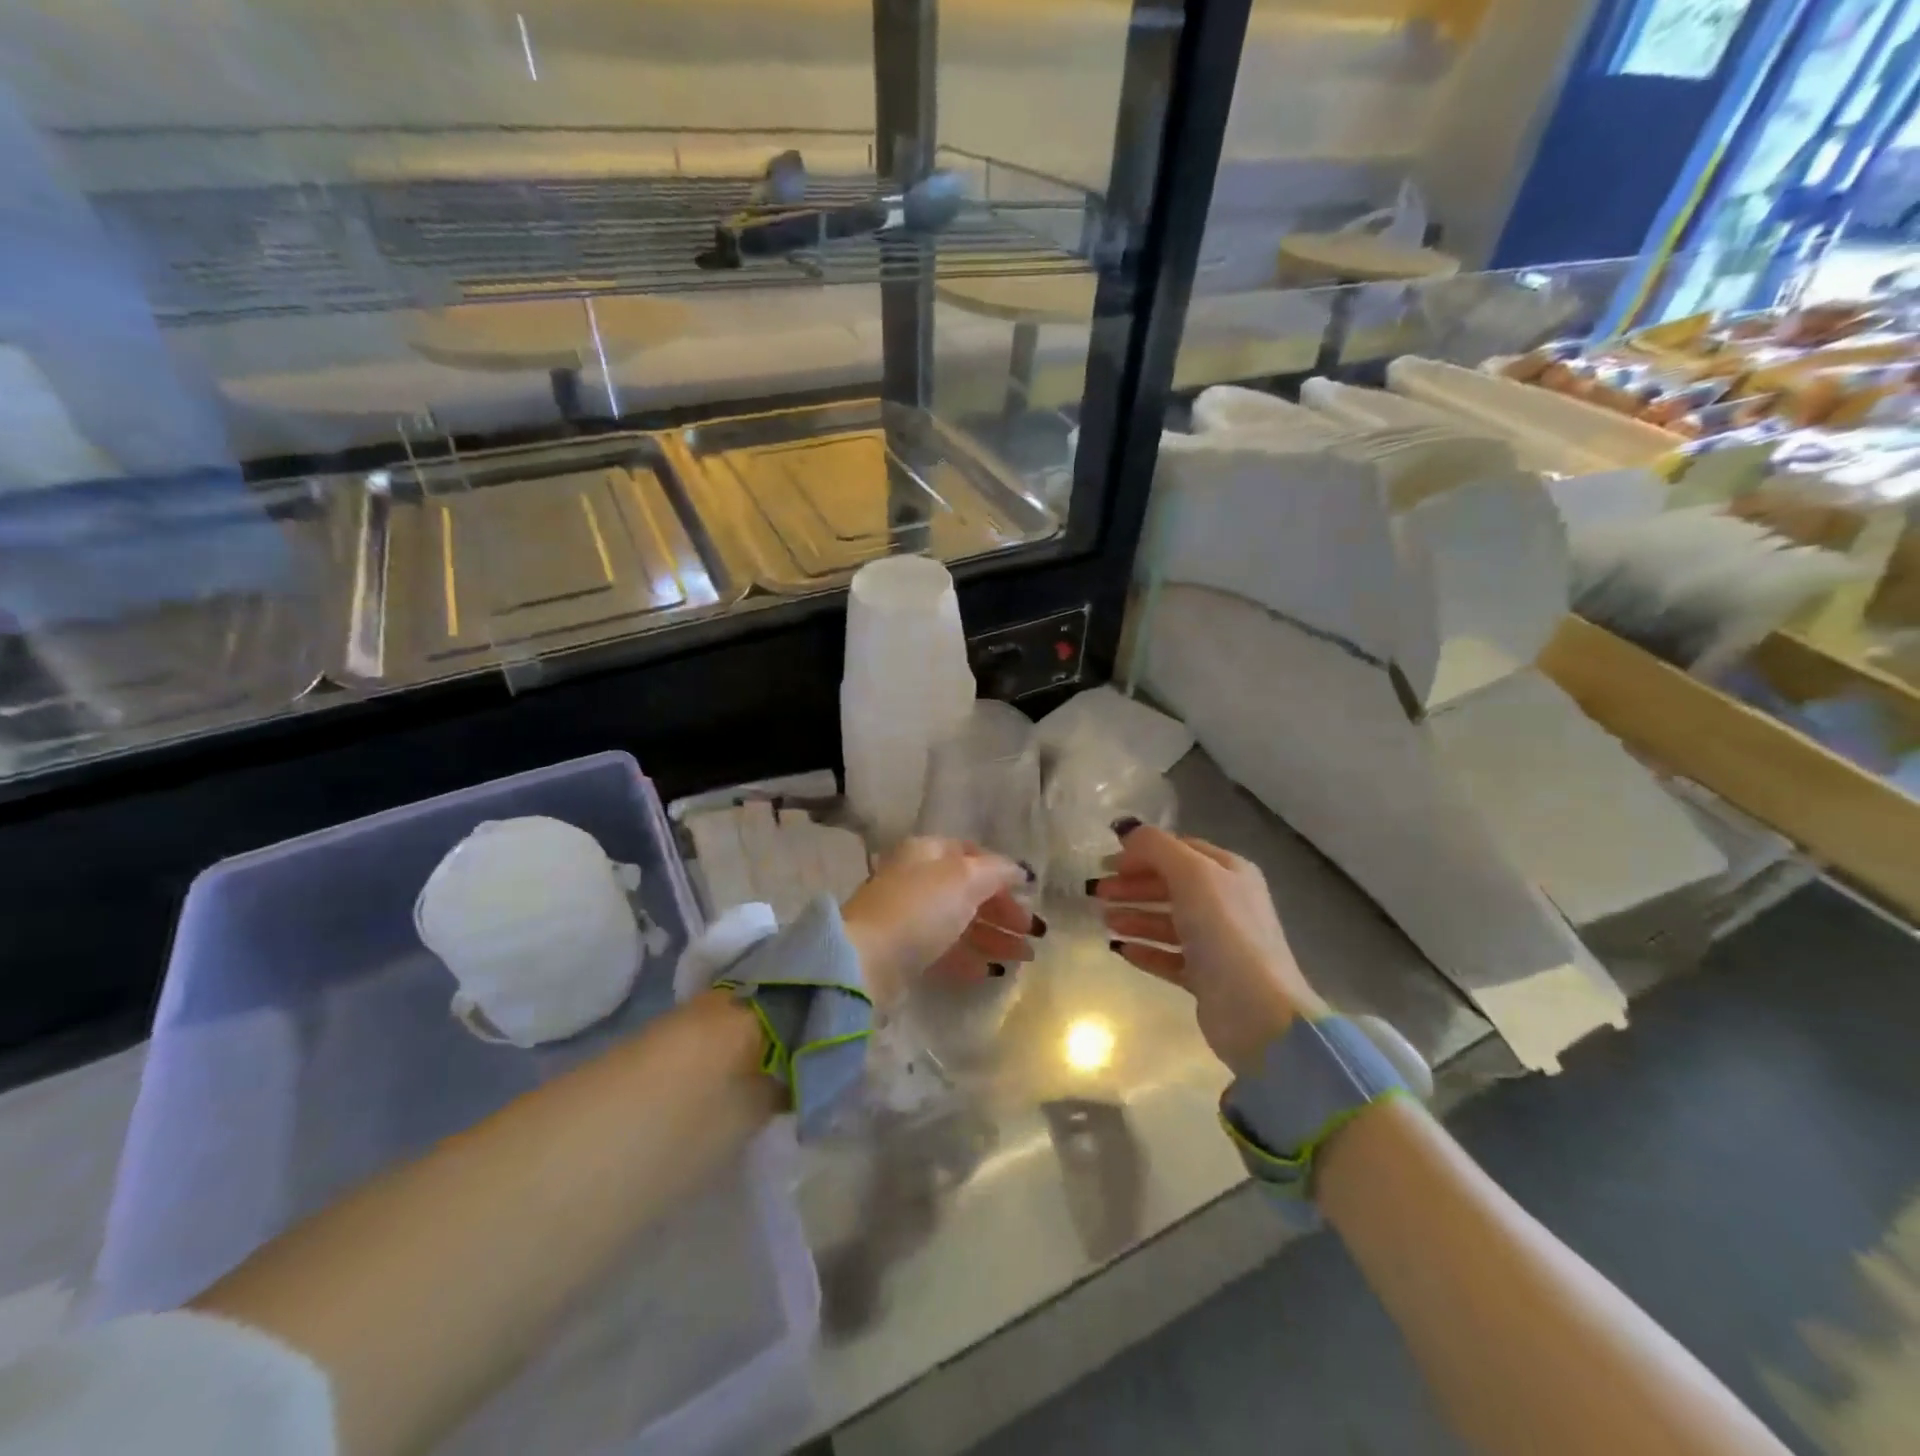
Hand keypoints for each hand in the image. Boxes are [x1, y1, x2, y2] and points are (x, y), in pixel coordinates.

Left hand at [841, 838, 1038, 1006]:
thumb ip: (997, 871)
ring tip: (1025, 957)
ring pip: (959, 923)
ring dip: (994, 937)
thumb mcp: (965, 879)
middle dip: (1003, 911)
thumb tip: (1020, 870)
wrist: (867, 961)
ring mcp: (907, 917)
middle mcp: (915, 879)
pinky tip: (991, 972)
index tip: (1028, 892)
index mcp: (926, 852)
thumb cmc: (920, 909)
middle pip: (967, 891)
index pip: (971, 854)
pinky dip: (969, 958)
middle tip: (1034, 932)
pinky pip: (944, 950)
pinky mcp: (903, 952)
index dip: (1002, 872)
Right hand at [1091, 824, 1325, 1070]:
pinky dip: (1145, 950)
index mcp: (1229, 872)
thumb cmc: (1224, 931)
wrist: (1256, 1010)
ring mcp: (1218, 942)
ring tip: (1104, 921)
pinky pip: (1170, 956)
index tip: (1107, 862)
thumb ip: (1156, 847)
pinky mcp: (1208, 977)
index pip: (1180, 850)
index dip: (1143, 853)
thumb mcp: (1191, 875)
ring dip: (1135, 917)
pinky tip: (1120, 950)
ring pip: (1168, 921)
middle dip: (1133, 886)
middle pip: (1171, 885)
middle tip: (1097, 893)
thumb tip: (1125, 828)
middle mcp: (1227, 903)